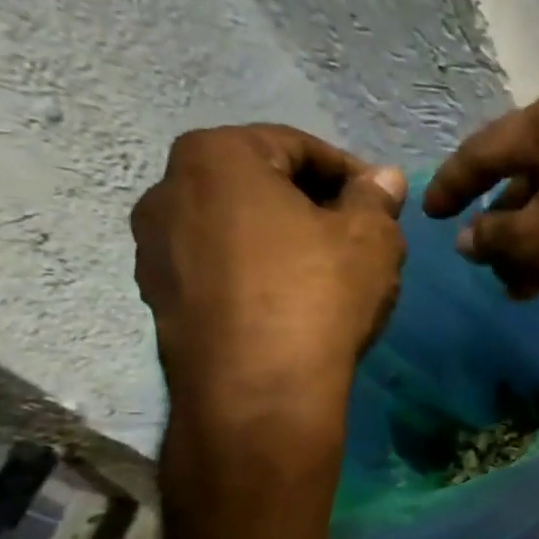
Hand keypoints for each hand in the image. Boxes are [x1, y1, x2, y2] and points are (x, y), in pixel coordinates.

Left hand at [133, 124, 406, 439]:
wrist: (256, 392)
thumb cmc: (317, 294)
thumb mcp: (371, 238)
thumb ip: (377, 198)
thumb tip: (383, 179)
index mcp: (216, 156)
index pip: (297, 146)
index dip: (350, 172)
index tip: (383, 204)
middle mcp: (168, 190)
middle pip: (260, 183)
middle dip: (314, 205)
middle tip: (359, 238)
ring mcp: (154, 248)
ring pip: (237, 228)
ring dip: (283, 241)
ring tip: (328, 276)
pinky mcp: (160, 299)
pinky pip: (220, 269)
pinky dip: (257, 275)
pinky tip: (293, 307)